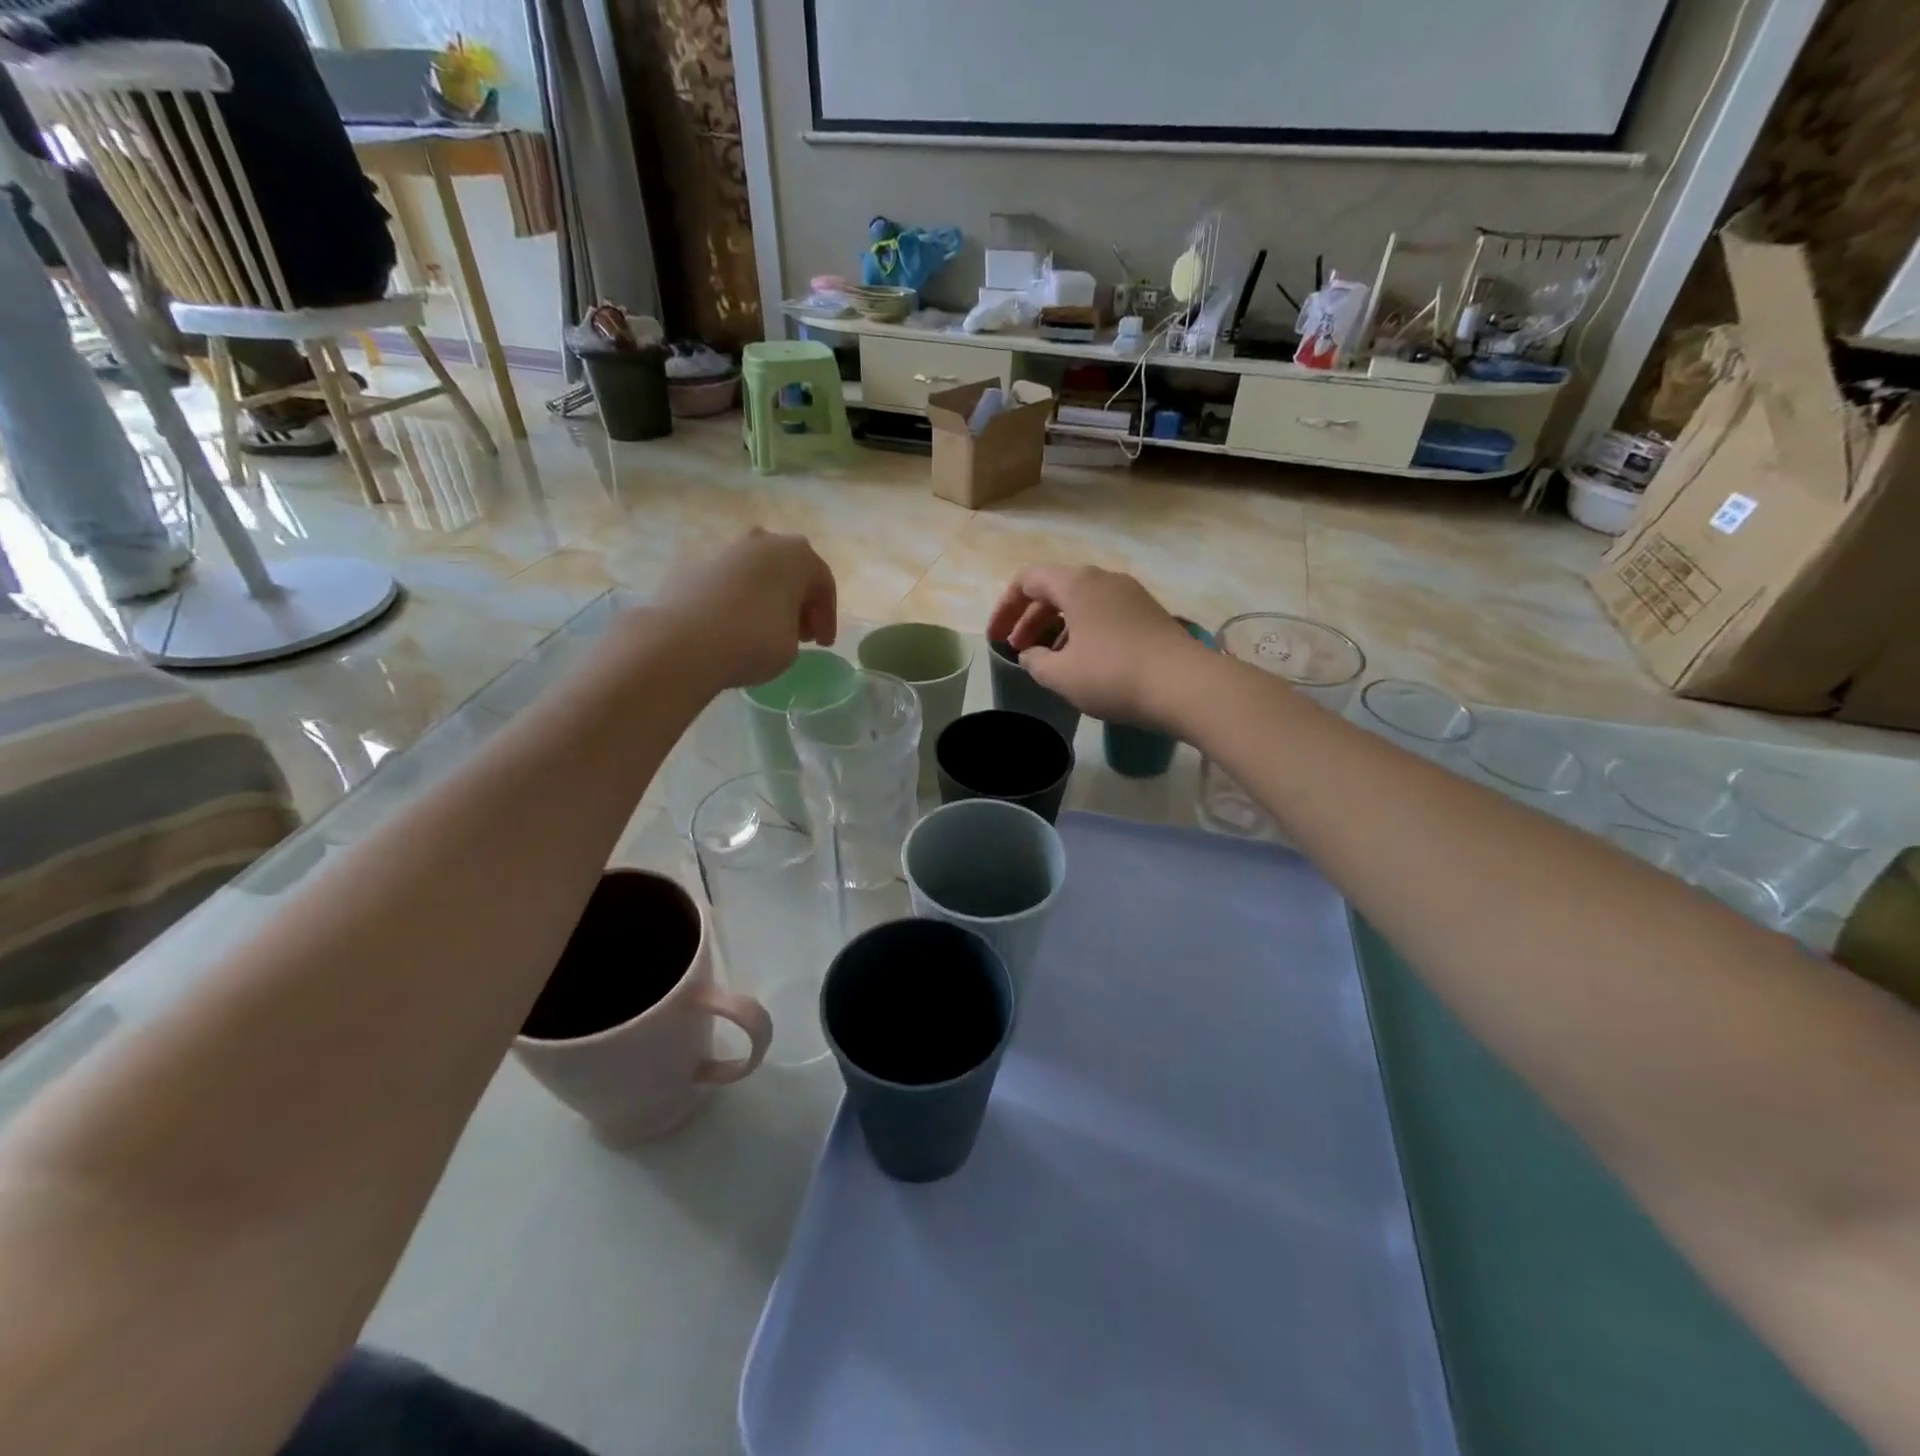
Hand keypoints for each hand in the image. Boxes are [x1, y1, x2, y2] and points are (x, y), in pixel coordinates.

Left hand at [653, 529, 837, 689]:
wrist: (684, 642)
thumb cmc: (755, 641)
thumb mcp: (793, 646)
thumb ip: (794, 628)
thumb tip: (779, 624)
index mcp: (797, 555)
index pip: (823, 585)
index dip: (827, 617)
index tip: (823, 645)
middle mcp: (763, 542)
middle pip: (790, 572)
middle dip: (798, 602)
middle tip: (801, 633)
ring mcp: (725, 551)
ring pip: (757, 574)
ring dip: (767, 598)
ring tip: (767, 630)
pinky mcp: (694, 567)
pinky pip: (729, 584)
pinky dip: (737, 601)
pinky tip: (734, 628)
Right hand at [985, 565, 1204, 726]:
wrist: (1186, 685)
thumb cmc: (1113, 675)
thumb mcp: (1061, 675)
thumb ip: (1035, 662)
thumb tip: (1030, 654)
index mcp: (1077, 583)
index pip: (1027, 579)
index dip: (1005, 607)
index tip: (995, 638)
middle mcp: (1103, 579)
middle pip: (1054, 588)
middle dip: (1029, 618)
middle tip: (1016, 649)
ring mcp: (1130, 594)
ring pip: (1081, 602)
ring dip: (1056, 626)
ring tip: (1047, 658)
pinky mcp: (1148, 613)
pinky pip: (1103, 613)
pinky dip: (1082, 630)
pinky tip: (1082, 660)